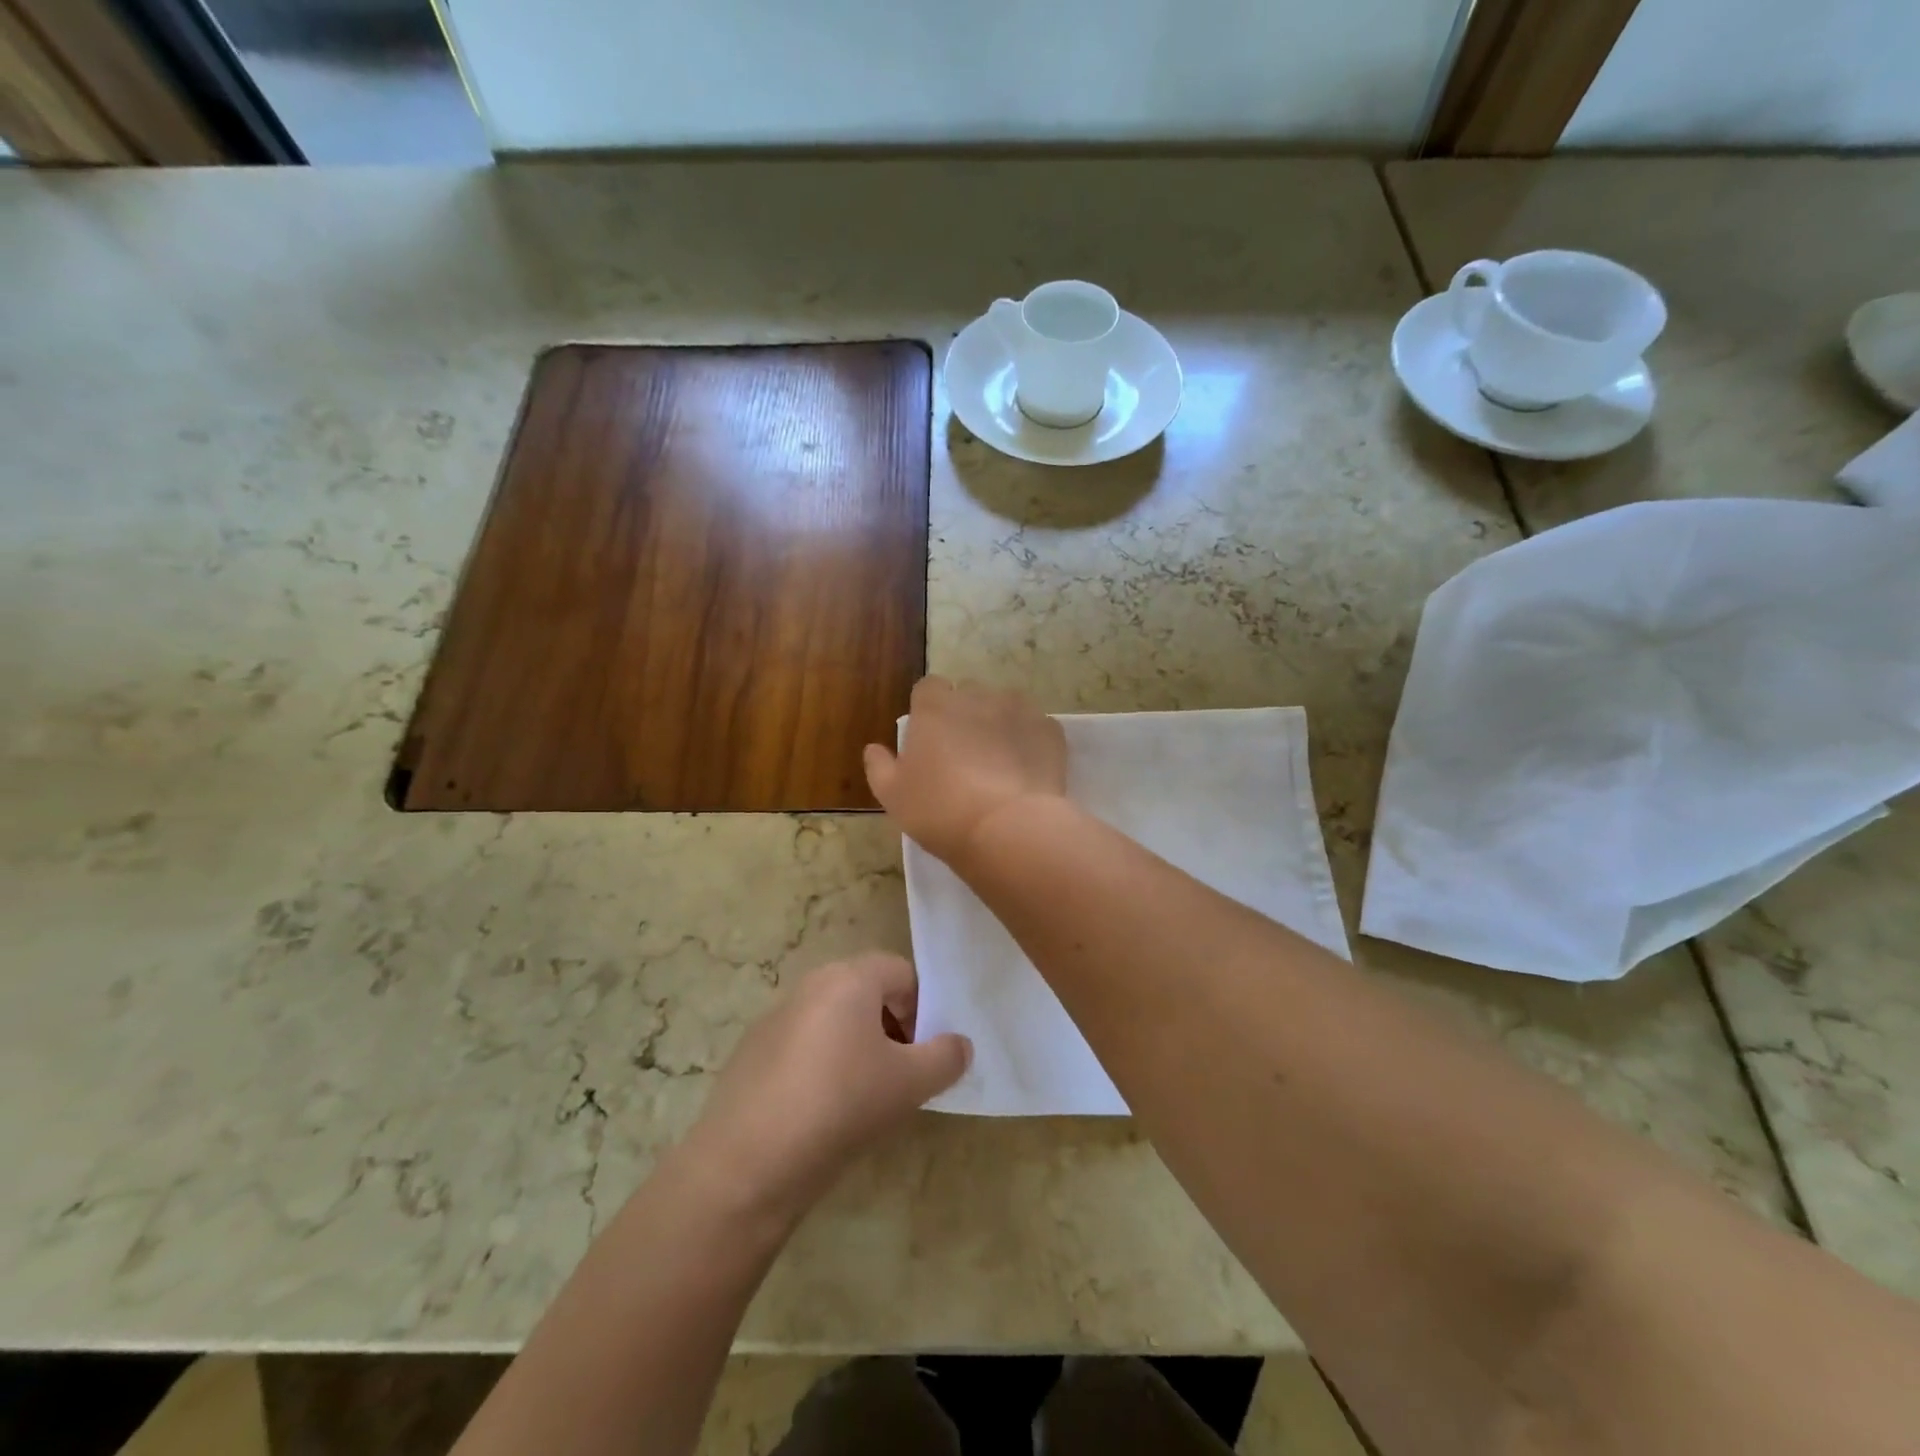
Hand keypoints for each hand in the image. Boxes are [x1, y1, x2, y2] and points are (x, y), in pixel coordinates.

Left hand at [681, 954, 969, 1224]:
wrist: (748, 1161)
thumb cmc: (841, 1105)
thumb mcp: (910, 1084)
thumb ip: (946, 1057)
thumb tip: (960, 1044)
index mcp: (850, 978)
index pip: (902, 972)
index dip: (923, 1009)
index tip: (923, 1054)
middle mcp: (811, 983)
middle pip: (867, 991)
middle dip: (891, 1027)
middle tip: (900, 1075)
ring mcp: (776, 1015)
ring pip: (834, 1018)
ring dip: (857, 1045)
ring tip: (863, 1096)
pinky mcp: (752, 1049)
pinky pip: (803, 1043)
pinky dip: (821, 1063)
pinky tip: (820, 1110)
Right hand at [864, 677, 1067, 864]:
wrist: (1007, 828)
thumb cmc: (939, 810)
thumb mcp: (893, 796)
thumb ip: (880, 766)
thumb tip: (874, 748)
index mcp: (935, 707)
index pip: (928, 687)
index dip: (929, 709)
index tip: (931, 738)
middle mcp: (977, 696)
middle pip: (968, 693)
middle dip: (966, 714)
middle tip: (964, 753)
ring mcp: (1018, 709)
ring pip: (1005, 706)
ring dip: (999, 724)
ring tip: (1000, 762)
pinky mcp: (1049, 729)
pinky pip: (1035, 727)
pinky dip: (1029, 742)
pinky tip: (1026, 772)